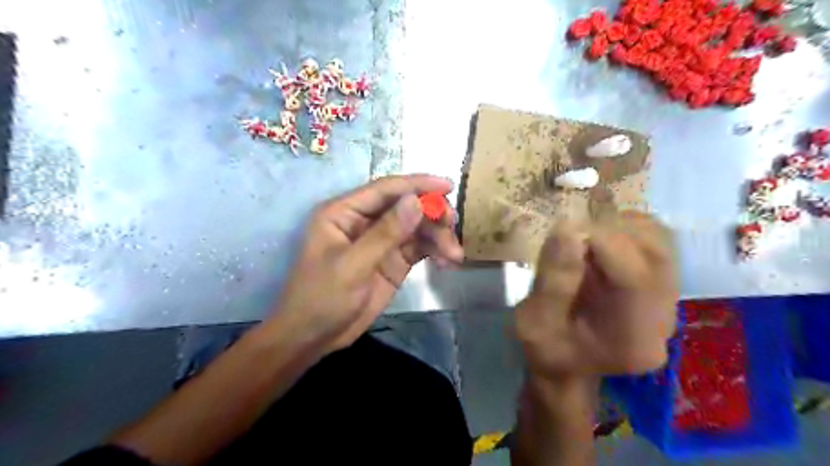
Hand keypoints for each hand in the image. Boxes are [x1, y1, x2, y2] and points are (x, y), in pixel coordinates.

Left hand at [275, 175, 463, 353]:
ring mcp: (381, 241)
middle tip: (453, 226)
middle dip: (432, 214)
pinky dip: (436, 251)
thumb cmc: (321, 298)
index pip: (385, 189)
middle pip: (406, 206)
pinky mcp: (393, 261)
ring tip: (455, 255)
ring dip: (438, 236)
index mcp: (345, 212)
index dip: (417, 185)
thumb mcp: (352, 266)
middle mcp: (365, 221)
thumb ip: (385, 234)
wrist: (313, 338)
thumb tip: (416, 201)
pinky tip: (449, 261)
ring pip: (417, 227)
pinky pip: (420, 248)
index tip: (447, 186)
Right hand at [516, 211, 681, 378]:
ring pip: (659, 242)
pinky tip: (598, 242)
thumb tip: (568, 229)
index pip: (635, 277)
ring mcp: (668, 300)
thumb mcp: (534, 324)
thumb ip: (551, 283)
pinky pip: (654, 242)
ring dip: (619, 229)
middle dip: (610, 233)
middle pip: (654, 254)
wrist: (567, 362)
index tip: (564, 233)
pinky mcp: (660, 284)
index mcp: (633, 338)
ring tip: (584, 239)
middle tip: (573, 235)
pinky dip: (625, 230)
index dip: (602, 244)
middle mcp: (663, 318)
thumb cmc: (547, 348)